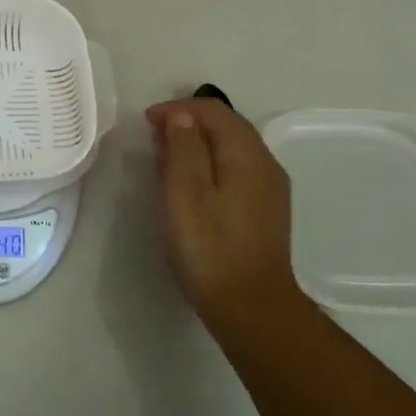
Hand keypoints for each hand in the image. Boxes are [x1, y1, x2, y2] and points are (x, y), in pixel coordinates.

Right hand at [145, 96, 296, 334]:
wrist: (251, 308)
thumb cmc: (210, 247)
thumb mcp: (185, 192)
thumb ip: (183, 147)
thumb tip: (182, 116)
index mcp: (247, 154)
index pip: (213, 110)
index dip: (177, 108)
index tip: (146, 123)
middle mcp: (265, 164)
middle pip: (226, 126)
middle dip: (187, 123)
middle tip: (153, 138)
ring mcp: (269, 189)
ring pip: (231, 148)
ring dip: (197, 144)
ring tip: (164, 158)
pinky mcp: (265, 210)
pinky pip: (235, 170)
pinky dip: (209, 164)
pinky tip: (190, 185)